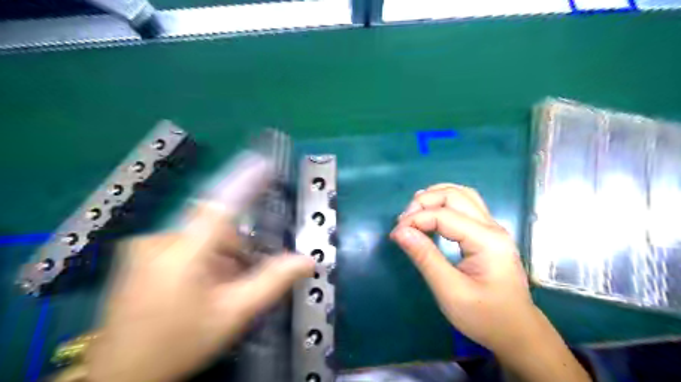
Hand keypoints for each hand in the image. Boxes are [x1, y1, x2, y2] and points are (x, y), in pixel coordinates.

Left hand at [85, 155, 316, 381]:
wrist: (122, 376)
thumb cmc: (180, 344)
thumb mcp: (234, 314)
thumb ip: (272, 282)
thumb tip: (307, 261)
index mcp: (181, 255)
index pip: (220, 206)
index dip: (244, 182)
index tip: (264, 164)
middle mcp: (158, 242)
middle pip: (213, 227)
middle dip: (234, 248)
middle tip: (239, 279)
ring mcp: (143, 248)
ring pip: (200, 236)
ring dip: (219, 256)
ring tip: (217, 289)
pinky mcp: (137, 256)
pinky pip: (183, 244)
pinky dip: (201, 259)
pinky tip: (198, 287)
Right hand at [391, 184, 534, 352]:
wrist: (517, 332)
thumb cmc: (485, 317)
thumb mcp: (450, 291)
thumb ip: (425, 258)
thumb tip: (400, 231)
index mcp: (487, 241)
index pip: (444, 215)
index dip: (415, 220)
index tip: (395, 235)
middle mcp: (492, 227)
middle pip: (455, 195)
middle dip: (424, 202)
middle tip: (403, 221)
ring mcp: (492, 228)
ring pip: (462, 194)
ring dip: (435, 197)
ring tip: (413, 211)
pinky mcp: (488, 233)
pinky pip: (465, 205)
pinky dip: (444, 203)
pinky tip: (431, 213)